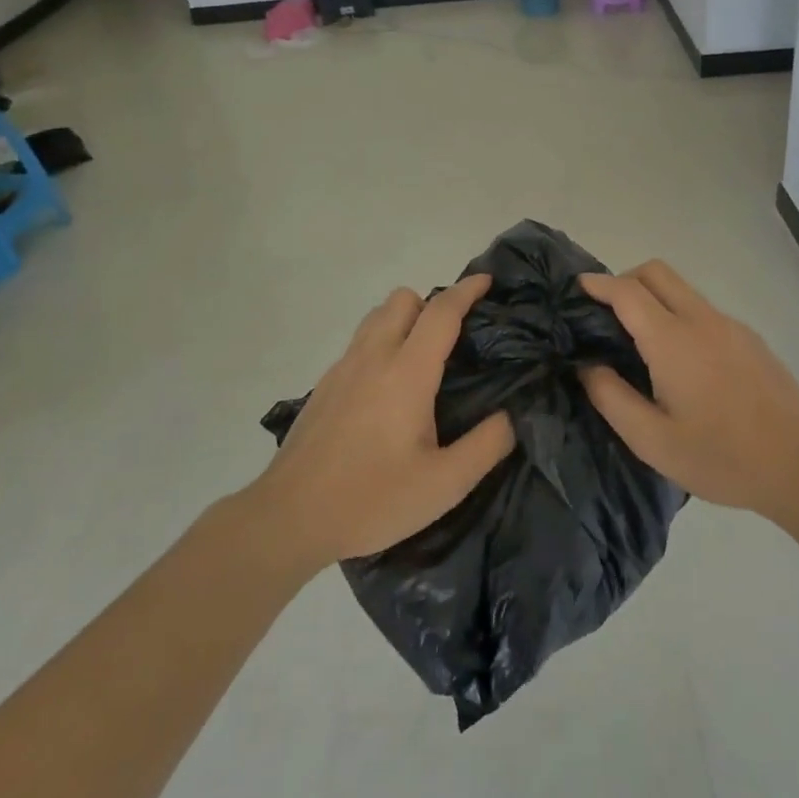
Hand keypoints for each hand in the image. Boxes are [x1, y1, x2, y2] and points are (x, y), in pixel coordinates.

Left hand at [251, 276, 515, 567]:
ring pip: (377, 316)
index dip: (467, 290)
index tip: (487, 280)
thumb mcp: (443, 485)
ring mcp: (343, 368)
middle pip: (403, 299)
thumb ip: (486, 446)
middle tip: (455, 336)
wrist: (288, 517)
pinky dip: (381, 343)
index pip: (441, 312)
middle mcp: (373, 357)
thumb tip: (510, 416)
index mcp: (406, 372)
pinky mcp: (324, 385)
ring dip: (404, 320)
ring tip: (422, 357)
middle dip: (432, 303)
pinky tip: (387, 390)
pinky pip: (360, 343)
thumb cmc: (371, 499)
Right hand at [578, 262, 798, 519]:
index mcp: (672, 340)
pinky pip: (704, 311)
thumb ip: (612, 398)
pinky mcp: (749, 338)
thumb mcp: (652, 441)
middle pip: (657, 272)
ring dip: (655, 298)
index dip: (598, 283)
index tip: (577, 286)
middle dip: (625, 279)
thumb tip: (588, 366)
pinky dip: (680, 316)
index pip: (627, 291)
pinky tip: (684, 364)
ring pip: (683, 290)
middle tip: (607, 314)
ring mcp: (730, 325)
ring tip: (641, 342)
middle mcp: (701, 319)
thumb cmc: (721, 456)